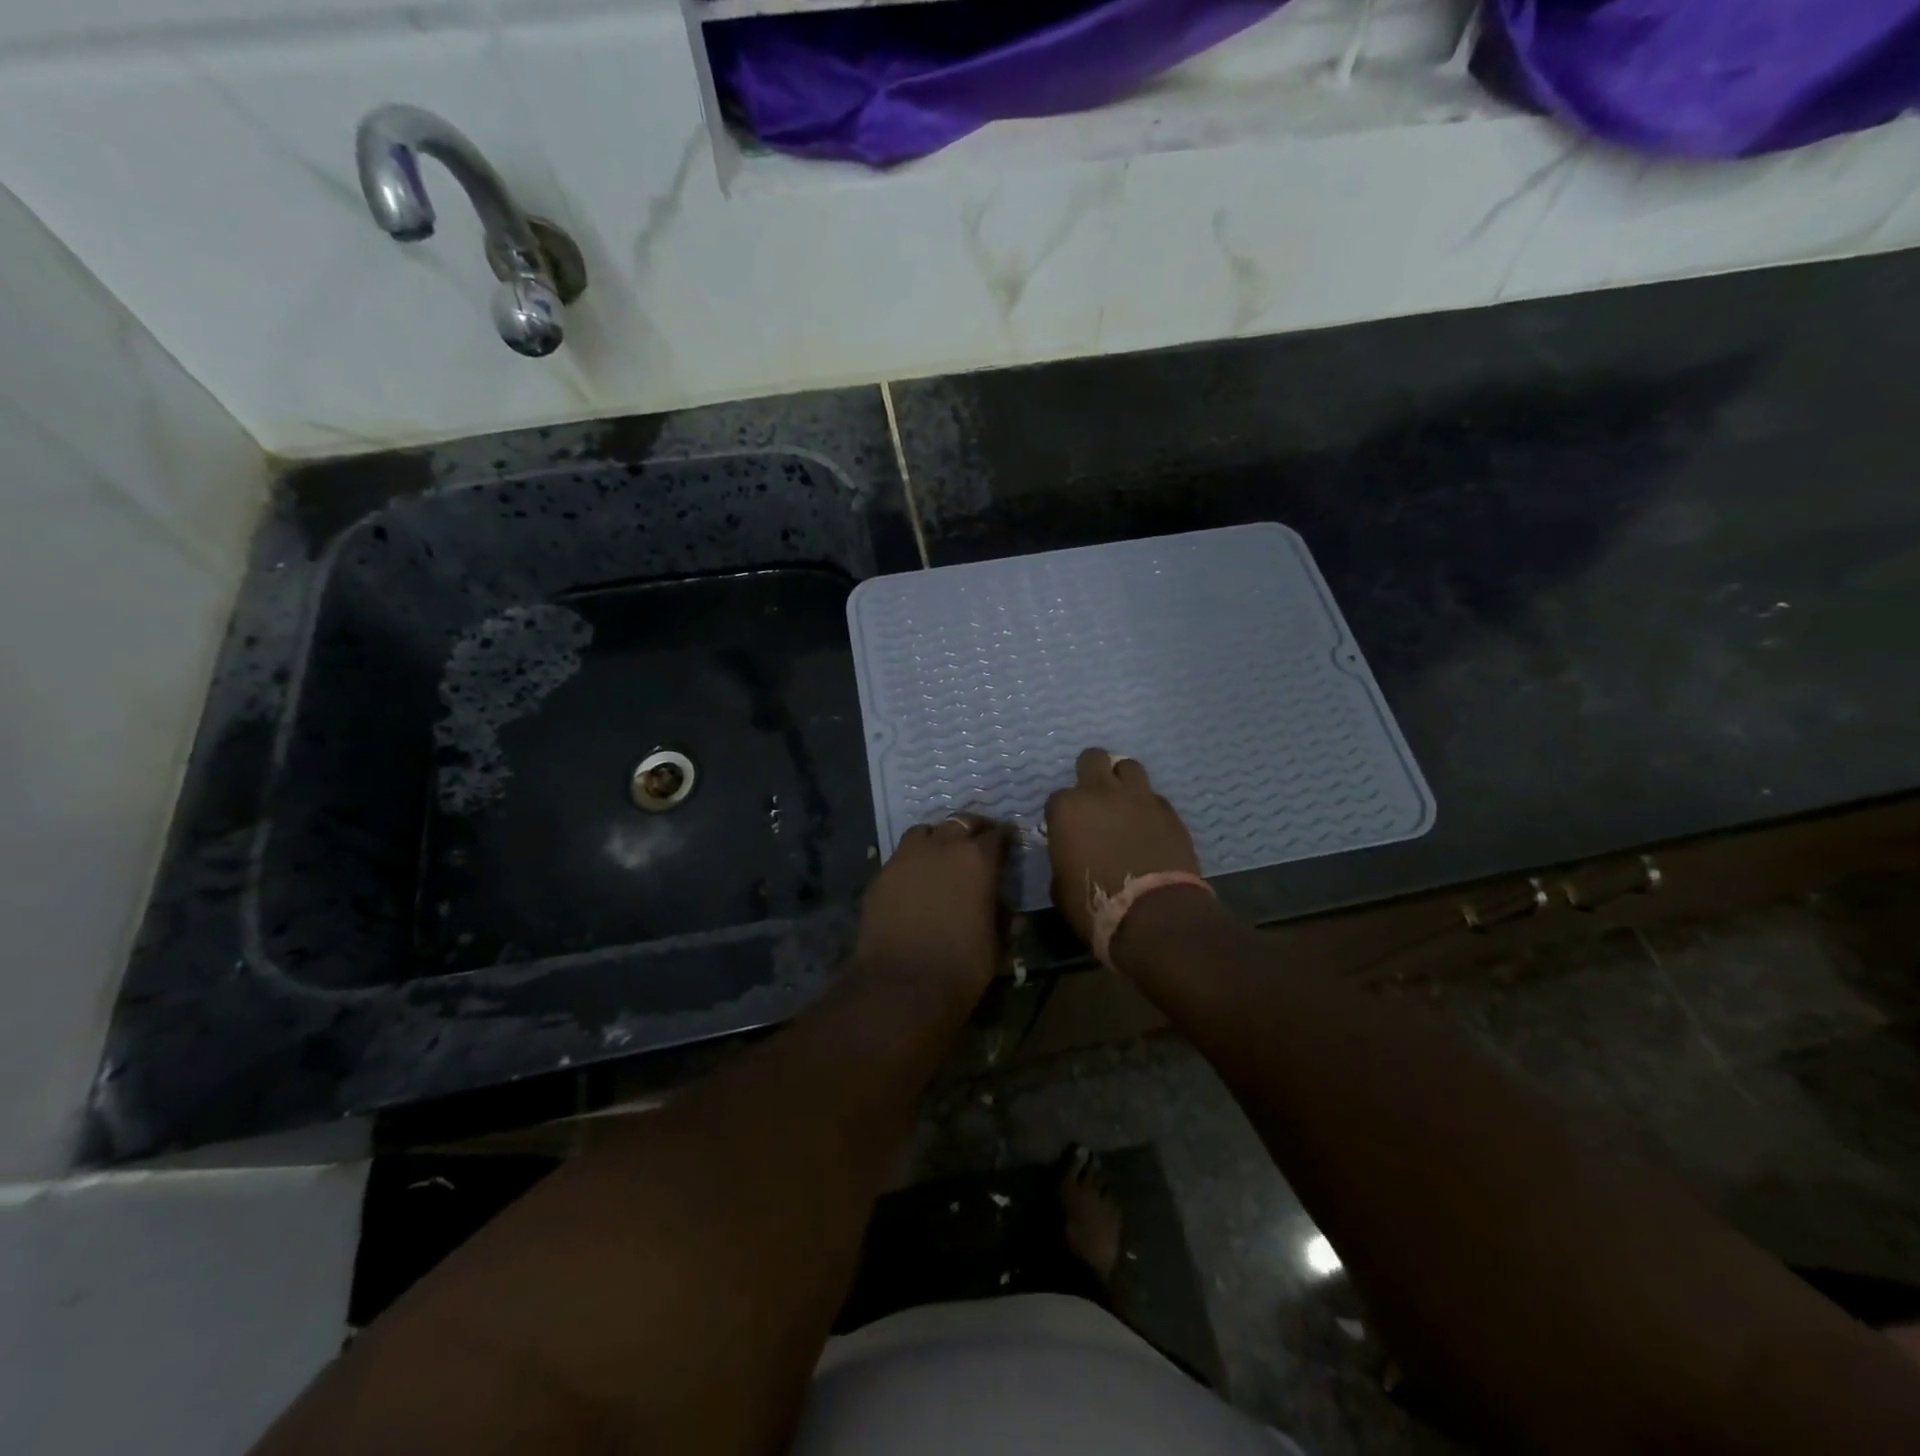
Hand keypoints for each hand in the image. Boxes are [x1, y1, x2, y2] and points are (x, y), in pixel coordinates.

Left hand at [854, 813, 1009, 999]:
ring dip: (938, 838)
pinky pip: (902, 855)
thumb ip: (1001, 913)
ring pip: (926, 831)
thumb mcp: (997, 941)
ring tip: (942, 854)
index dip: (1005, 837)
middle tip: (978, 841)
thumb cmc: (962, 966)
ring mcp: (907, 856)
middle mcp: (943, 846)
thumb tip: (1002, 905)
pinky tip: (916, 879)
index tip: (1008, 842)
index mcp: (978, 859)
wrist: (903, 985)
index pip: (998, 835)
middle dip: (973, 829)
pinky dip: (913, 860)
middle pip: (961, 822)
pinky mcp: (882, 873)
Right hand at [1044, 749, 1202, 945]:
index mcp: (1067, 809)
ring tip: (1125, 805)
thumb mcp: (1060, 885)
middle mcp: (1101, 792)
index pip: (1057, 798)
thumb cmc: (1096, 904)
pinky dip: (1148, 807)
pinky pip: (1154, 797)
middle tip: (1095, 799)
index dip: (1063, 815)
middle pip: (1093, 758)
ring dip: (1123, 782)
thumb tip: (1070, 852)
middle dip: (1092, 773)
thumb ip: (1063, 856)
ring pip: (1129, 767)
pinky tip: (1149, 828)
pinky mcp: (1169, 810)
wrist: (1154, 913)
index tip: (1069, 831)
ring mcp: (1138, 797)